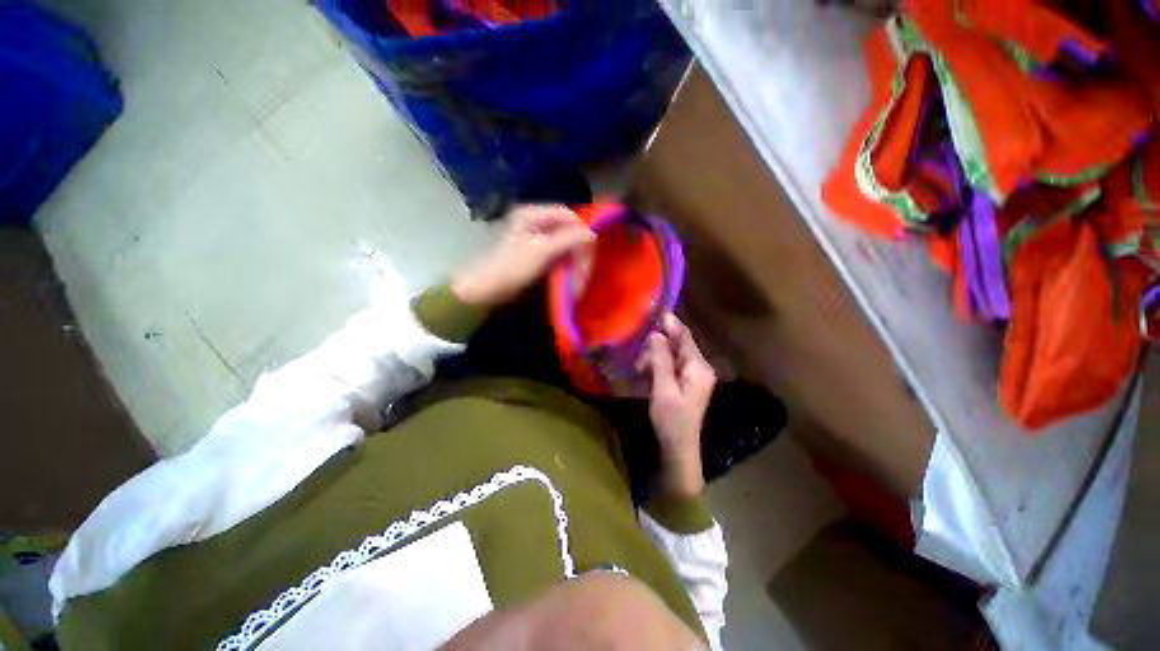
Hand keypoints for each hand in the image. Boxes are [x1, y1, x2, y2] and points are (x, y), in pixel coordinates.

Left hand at [451, 205, 594, 307]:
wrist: (485, 289)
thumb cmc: (512, 267)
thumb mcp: (542, 251)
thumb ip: (568, 239)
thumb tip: (592, 233)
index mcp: (532, 214)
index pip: (567, 214)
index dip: (581, 230)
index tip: (591, 250)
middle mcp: (532, 221)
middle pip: (566, 230)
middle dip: (577, 251)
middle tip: (584, 271)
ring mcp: (532, 238)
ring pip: (562, 244)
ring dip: (572, 261)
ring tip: (577, 279)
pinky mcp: (532, 253)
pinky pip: (555, 254)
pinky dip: (564, 265)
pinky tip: (568, 277)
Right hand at [638, 314, 716, 499]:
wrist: (679, 447)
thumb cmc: (671, 420)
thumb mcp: (663, 389)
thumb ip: (660, 360)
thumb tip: (656, 335)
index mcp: (698, 367)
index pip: (685, 337)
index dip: (671, 323)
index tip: (656, 310)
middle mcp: (700, 367)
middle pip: (679, 345)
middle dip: (658, 346)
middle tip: (640, 359)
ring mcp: (694, 375)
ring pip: (673, 355)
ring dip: (656, 357)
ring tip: (641, 369)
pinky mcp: (687, 382)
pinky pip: (672, 365)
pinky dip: (659, 365)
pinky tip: (648, 372)